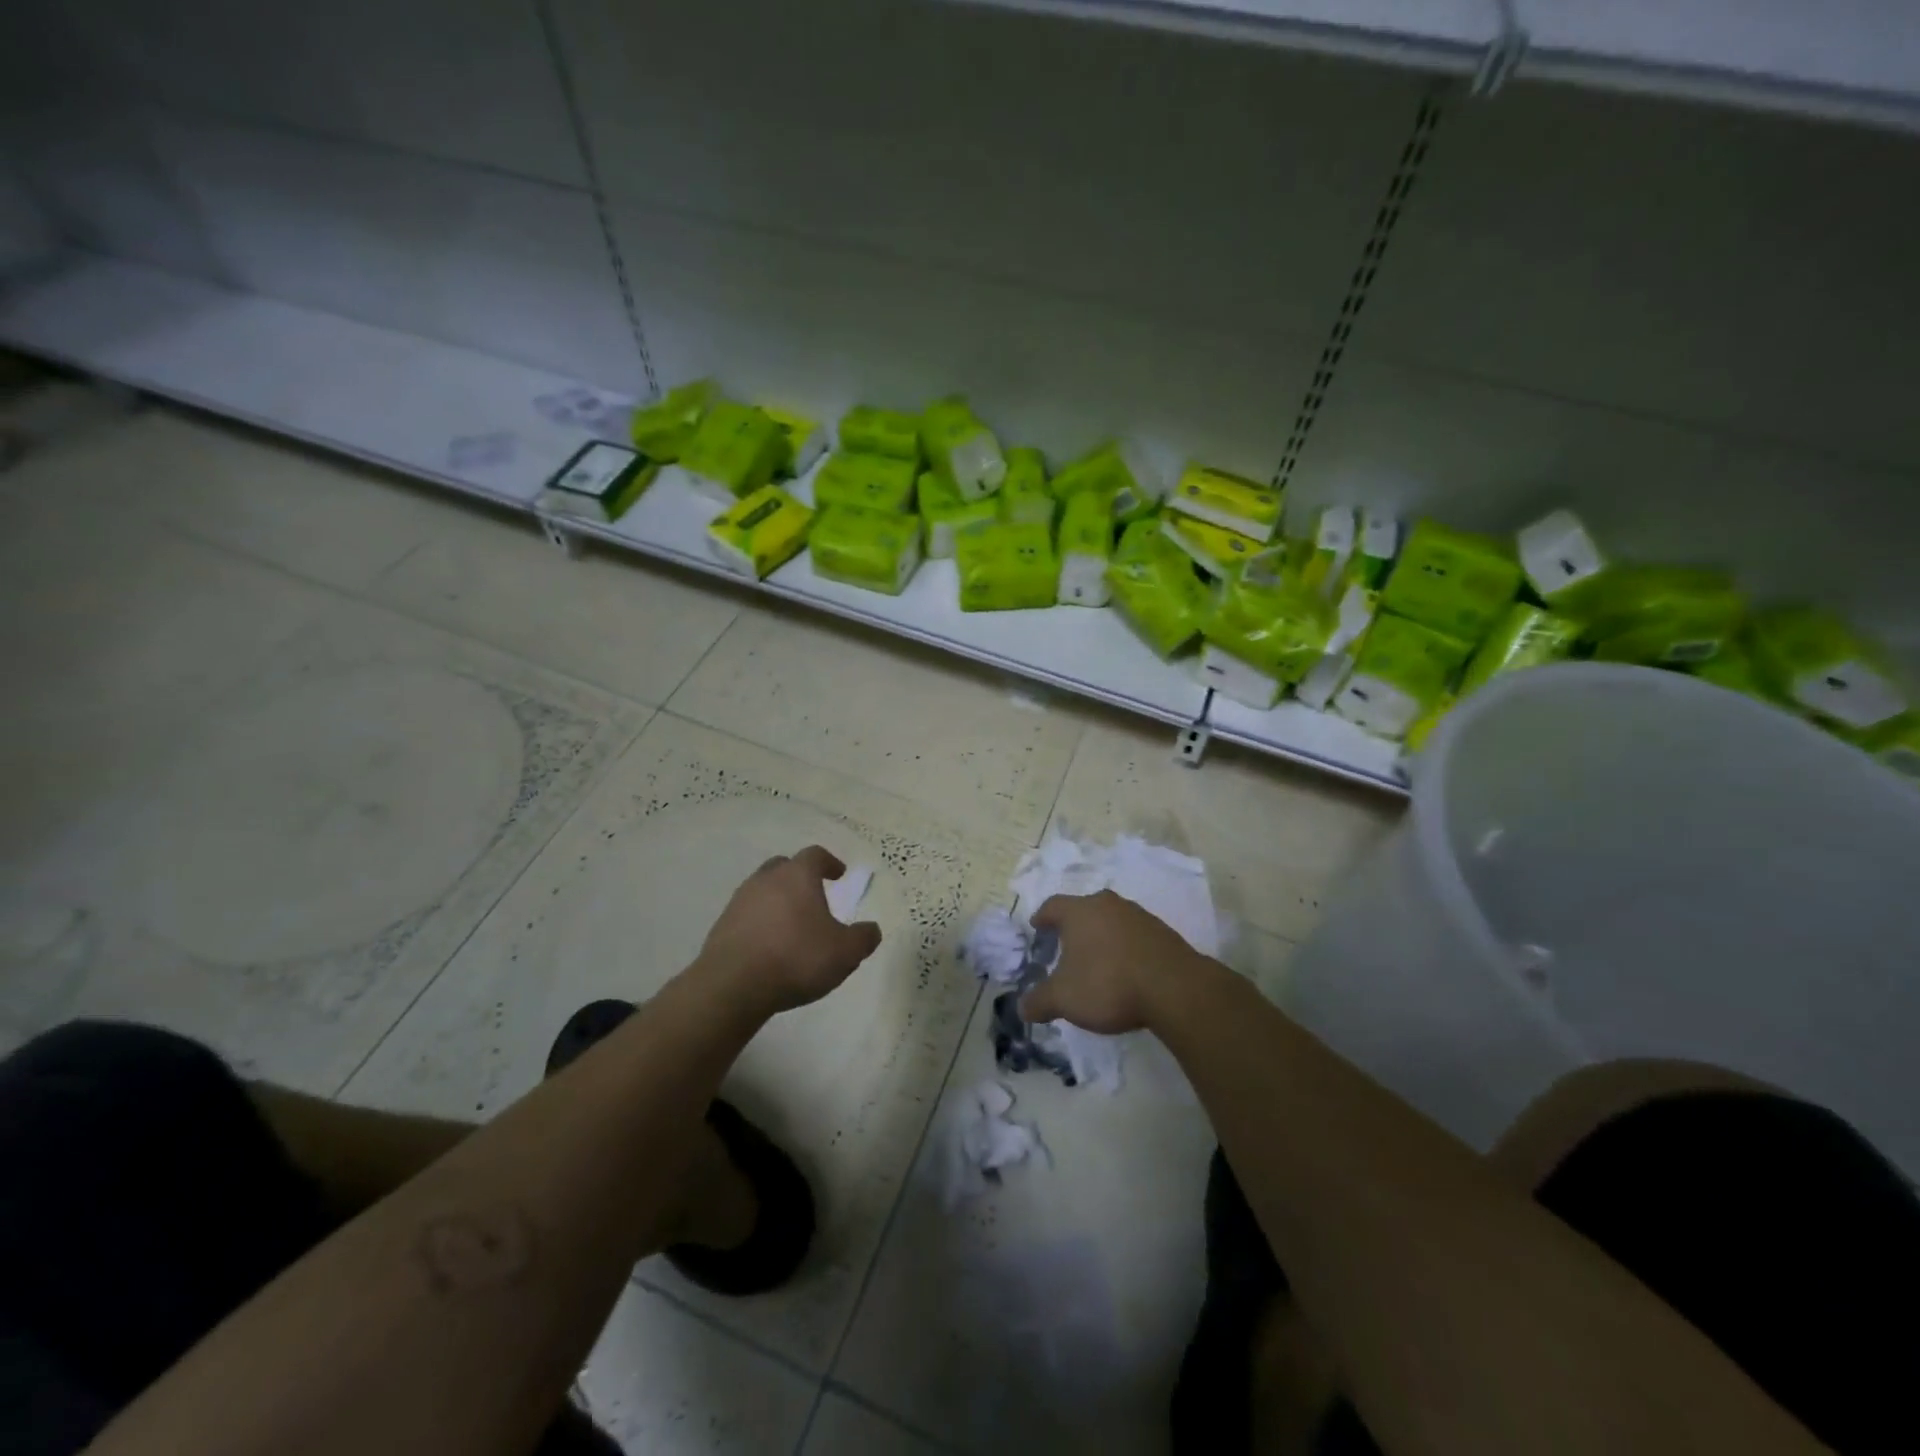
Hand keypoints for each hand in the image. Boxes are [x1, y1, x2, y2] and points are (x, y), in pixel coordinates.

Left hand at [695, 846, 881, 1015]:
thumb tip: (871, 929)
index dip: (829, 862)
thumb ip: (863, 938)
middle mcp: (766, 880)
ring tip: (791, 925)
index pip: (815, 855)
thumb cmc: (796, 958)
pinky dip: (760, 923)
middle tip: (813, 895)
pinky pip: (747, 916)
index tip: (839, 874)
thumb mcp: (845, 952)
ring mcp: (739, 902)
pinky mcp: (721, 927)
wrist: (733, 985)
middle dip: (799, 877)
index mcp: (797, 876)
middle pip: (784, 867)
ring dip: (778, 901)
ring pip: (762, 890)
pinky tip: (769, 946)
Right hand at [1018, 890, 1203, 1034]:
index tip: (1037, 928)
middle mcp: (1107, 905)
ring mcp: (1138, 915)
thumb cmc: (1108, 984)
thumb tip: (1022, 1008)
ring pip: (1111, 920)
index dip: (1042, 917)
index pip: (1052, 905)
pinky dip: (1125, 947)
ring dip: (1102, 935)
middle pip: (1084, 909)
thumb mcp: (1064, 999)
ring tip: (1097, 960)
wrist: (1174, 988)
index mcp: (1079, 911)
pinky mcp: (1162, 932)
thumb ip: (1039, 1001)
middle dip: (1073, 926)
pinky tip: (1126, 970)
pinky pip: (1134, 935)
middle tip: (1065, 946)